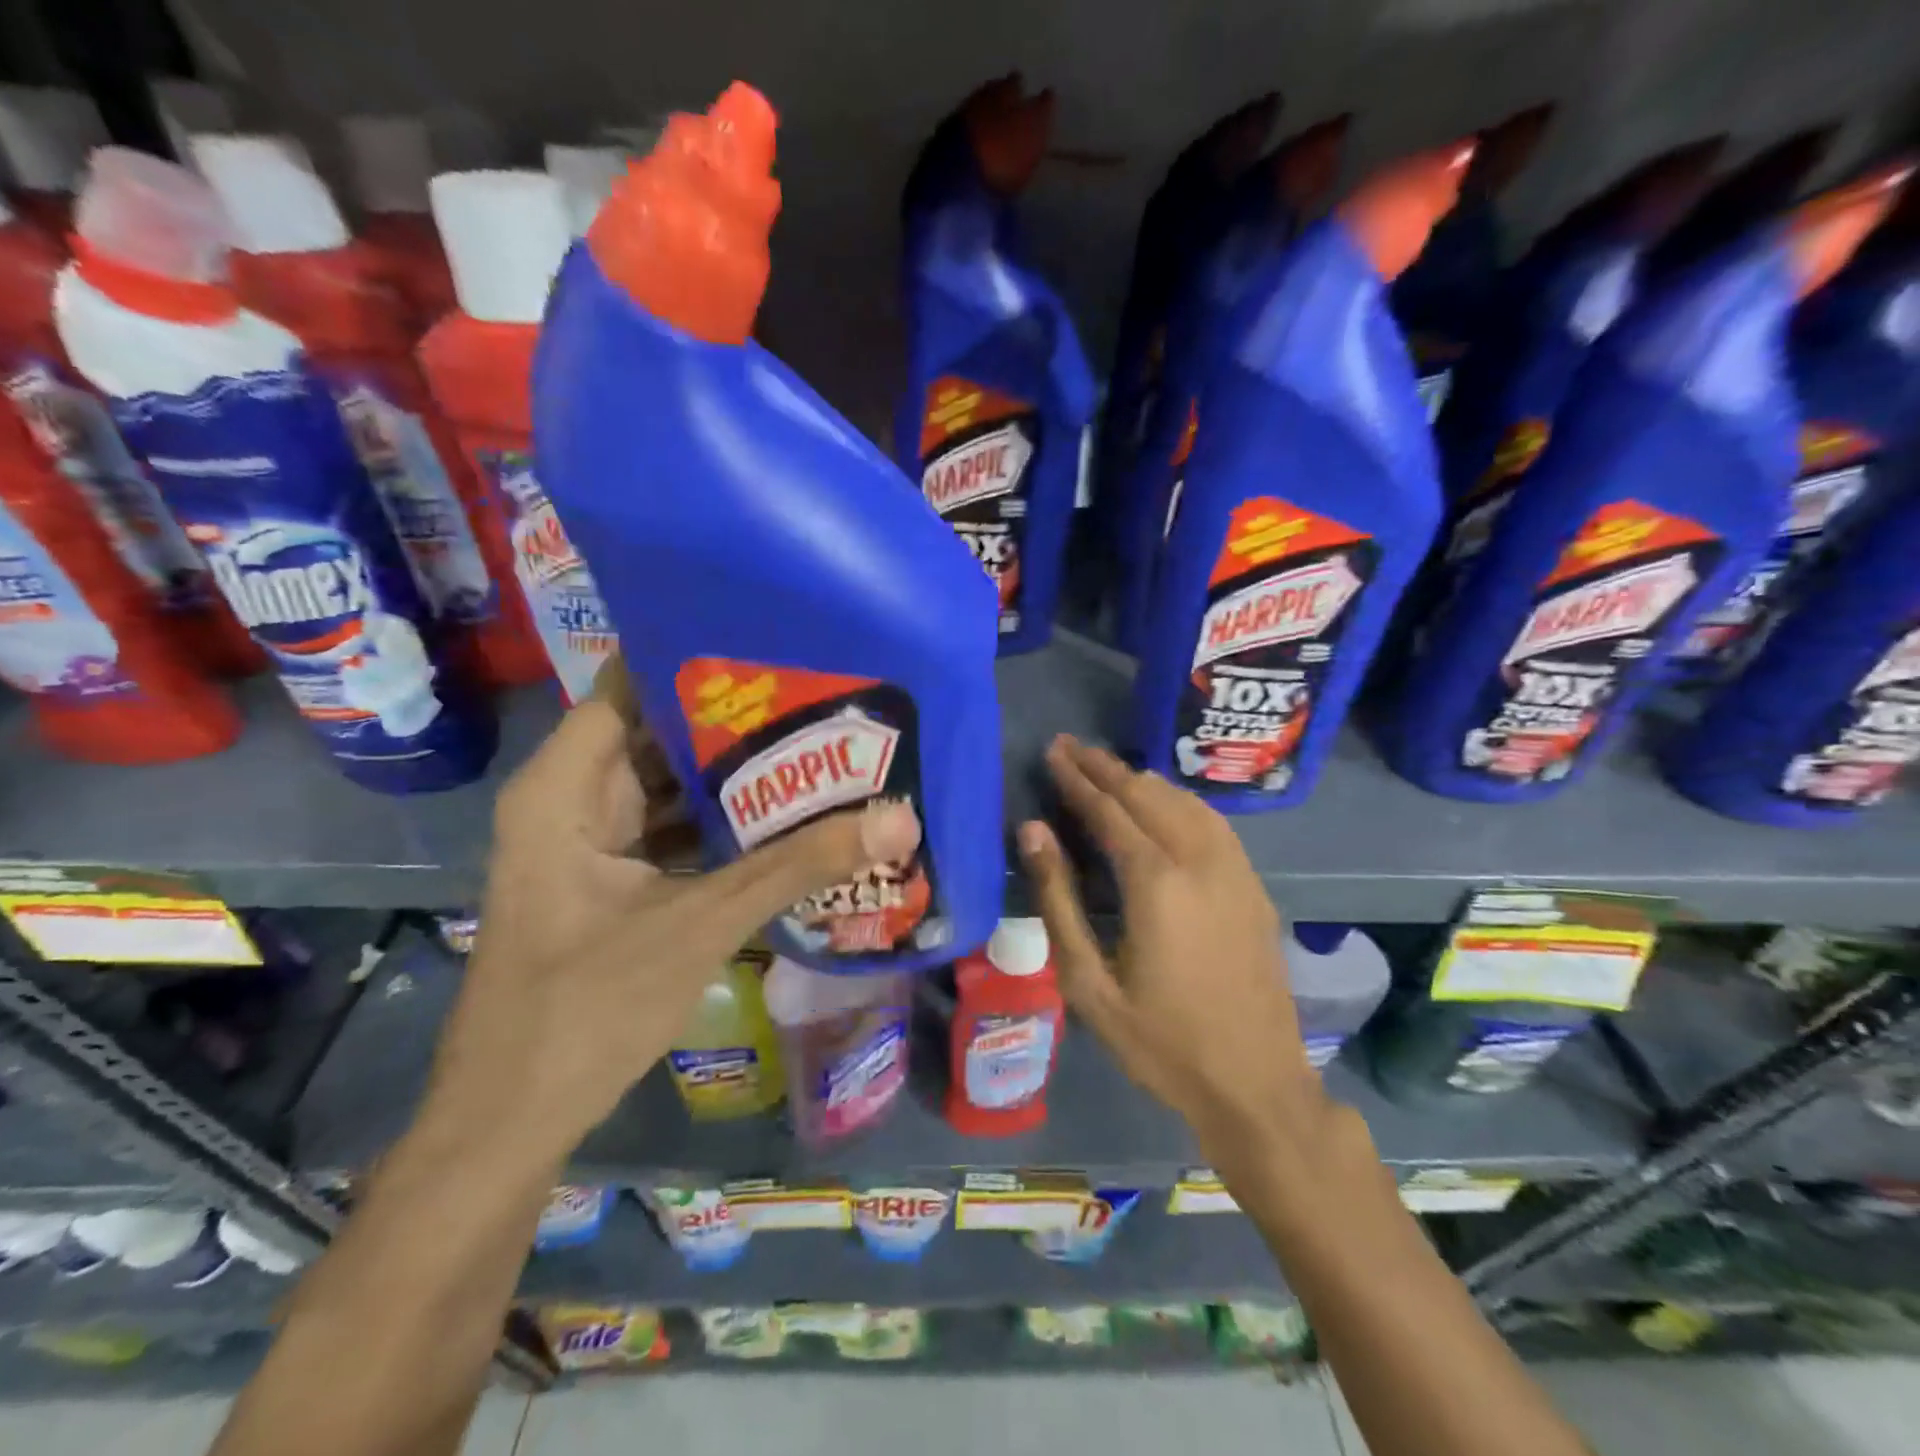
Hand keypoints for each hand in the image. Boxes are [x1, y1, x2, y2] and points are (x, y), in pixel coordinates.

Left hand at [427, 686, 920, 1156]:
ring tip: (816, 743)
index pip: (630, 687)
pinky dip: (722, 823)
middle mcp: (574, 800)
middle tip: (818, 694)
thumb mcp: (700, 925)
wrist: (512, 1121)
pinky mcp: (613, 880)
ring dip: (735, 775)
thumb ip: (797, 867)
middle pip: (658, 734)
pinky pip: (674, 830)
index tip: (774, 644)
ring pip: (670, 785)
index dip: (697, 659)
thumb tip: (897, 819)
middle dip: (735, 718)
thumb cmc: (585, 1009)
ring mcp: (593, 843)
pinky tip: (786, 815)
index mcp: (565, 788)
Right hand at [1017, 735, 1332, 1174]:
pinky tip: (1164, 803)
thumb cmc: (1161, 1041)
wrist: (1256, 1083)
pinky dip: (1178, 800)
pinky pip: (1212, 821)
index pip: (1108, 809)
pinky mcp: (1253, 885)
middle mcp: (1199, 861)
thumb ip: (1058, 900)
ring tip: (1108, 768)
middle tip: (1071, 746)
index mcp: (1156, 882)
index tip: (1054, 752)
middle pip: (1147, 794)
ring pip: (1183, 801)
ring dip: (1142, 779)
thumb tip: (1033, 831)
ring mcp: (1234, 870)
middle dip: (1105, 767)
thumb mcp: (1089, 983)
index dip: (1077, 778)